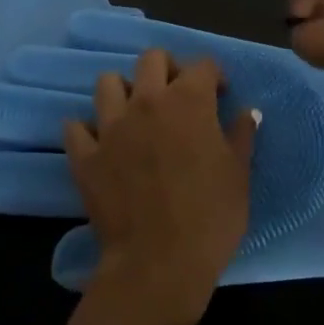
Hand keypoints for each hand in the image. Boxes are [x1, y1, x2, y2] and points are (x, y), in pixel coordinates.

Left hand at [62, 50, 256, 324]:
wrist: (159, 265)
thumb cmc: (210, 217)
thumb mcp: (239, 174)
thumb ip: (241, 135)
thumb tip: (247, 112)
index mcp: (189, 100)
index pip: (202, 65)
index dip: (214, 76)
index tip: (220, 95)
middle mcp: (147, 101)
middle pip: (152, 59)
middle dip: (168, 69)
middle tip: (177, 95)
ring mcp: (111, 126)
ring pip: (108, 83)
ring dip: (124, 91)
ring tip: (136, 113)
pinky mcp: (85, 155)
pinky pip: (76, 127)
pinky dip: (87, 129)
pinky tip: (101, 142)